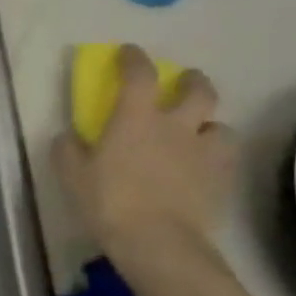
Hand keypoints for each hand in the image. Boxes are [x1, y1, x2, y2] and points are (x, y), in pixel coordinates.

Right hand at [53, 45, 235, 255]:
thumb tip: (70, 136)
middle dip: (192, 81)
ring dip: (210, 125)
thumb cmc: (108, 201)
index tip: (128, 53)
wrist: (158, 242)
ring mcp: (204, 153)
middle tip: (182, 84)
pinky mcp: (222, 181)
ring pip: (221, 125)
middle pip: (199, 90)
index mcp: (135, 117)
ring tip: (199, 135)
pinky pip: (226, 159)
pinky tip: (204, 168)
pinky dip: (216, 157)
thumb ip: (68, 148)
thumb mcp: (71, 173)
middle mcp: (175, 126)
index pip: (139, 74)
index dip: (134, 58)